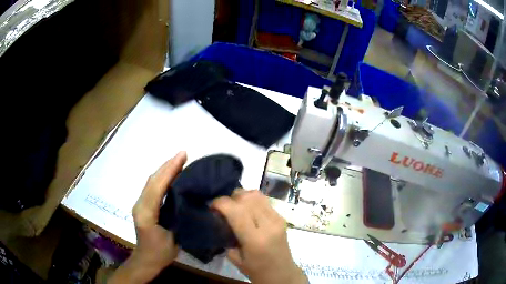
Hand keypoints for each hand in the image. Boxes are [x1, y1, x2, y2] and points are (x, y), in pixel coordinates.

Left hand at [108, 151, 186, 283]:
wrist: (146, 260)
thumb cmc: (160, 253)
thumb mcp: (173, 239)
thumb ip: (177, 218)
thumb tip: (188, 200)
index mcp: (146, 212)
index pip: (157, 186)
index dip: (169, 170)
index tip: (182, 156)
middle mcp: (140, 204)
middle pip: (152, 180)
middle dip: (167, 165)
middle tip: (183, 154)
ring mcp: (140, 204)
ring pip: (152, 182)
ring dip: (165, 170)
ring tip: (179, 161)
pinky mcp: (143, 205)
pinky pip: (153, 187)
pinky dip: (163, 178)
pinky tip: (173, 176)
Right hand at [212, 190, 307, 283]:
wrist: (282, 274)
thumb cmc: (256, 270)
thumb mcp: (234, 257)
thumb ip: (227, 236)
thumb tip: (220, 218)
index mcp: (255, 239)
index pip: (236, 211)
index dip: (221, 203)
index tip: (211, 206)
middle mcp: (268, 225)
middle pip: (247, 198)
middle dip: (230, 198)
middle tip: (222, 207)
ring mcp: (278, 219)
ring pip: (257, 195)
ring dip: (242, 196)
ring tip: (234, 206)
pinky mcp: (282, 217)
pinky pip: (264, 201)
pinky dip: (252, 201)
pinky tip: (247, 210)